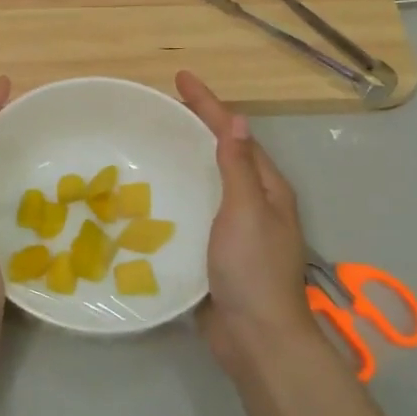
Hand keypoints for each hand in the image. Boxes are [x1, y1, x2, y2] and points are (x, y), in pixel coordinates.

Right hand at [176, 71, 321, 374]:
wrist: (255, 337)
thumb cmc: (252, 269)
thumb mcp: (246, 211)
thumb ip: (237, 168)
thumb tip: (237, 120)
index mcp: (266, 188)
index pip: (234, 134)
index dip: (209, 104)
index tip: (181, 78)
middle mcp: (253, 203)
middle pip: (222, 153)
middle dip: (196, 126)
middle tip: (162, 108)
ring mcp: (233, 229)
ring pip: (206, 182)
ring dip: (184, 160)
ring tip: (151, 144)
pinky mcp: (214, 251)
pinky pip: (193, 212)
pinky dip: (175, 196)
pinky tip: (150, 196)